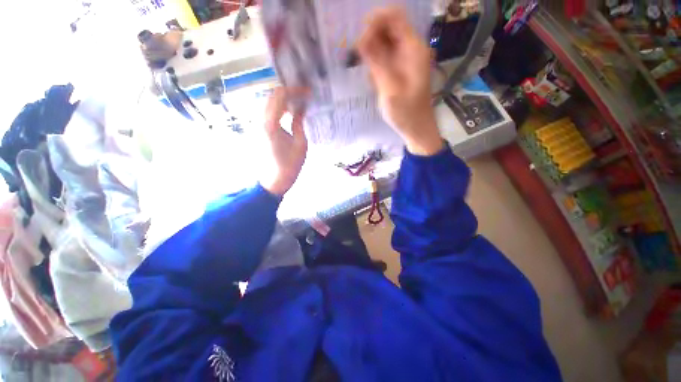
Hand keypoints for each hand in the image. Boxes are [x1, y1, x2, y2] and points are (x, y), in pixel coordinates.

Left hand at [259, 87, 308, 196]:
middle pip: (272, 96)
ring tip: (299, 104)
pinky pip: (268, 112)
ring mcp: (257, 124)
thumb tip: (301, 109)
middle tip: (305, 97)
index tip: (308, 93)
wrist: (274, 180)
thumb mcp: (300, 143)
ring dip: (284, 100)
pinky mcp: (259, 129)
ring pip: (269, 102)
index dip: (295, 90)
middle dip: (289, 93)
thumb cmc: (290, 165)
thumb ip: (299, 122)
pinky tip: (290, 114)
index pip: (280, 95)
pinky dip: (279, 109)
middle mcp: (260, 120)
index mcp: (270, 123)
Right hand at [358, 7, 442, 155]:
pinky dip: (375, 67)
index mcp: (412, 48)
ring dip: (371, 55)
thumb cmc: (406, 112)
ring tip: (369, 76)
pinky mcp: (397, 71)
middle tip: (360, 60)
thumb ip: (377, 62)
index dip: (375, 21)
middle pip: (387, 29)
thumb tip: (361, 38)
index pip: (394, 17)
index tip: (360, 40)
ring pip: (383, 44)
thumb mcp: (390, 88)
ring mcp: (403, 60)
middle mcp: (409, 49)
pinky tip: (374, 82)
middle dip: (370, 39)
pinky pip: (383, 59)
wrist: (416, 128)